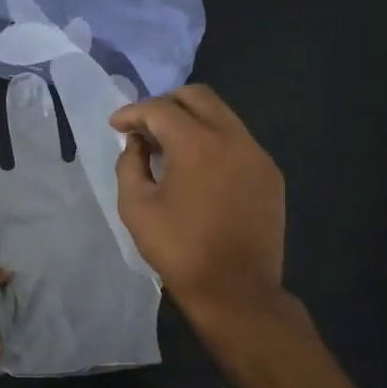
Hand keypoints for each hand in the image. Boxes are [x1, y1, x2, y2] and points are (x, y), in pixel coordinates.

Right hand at [110, 85, 286, 327]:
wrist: (236, 290)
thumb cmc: (179, 250)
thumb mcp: (136, 207)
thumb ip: (130, 164)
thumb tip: (137, 143)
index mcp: (196, 144)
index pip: (160, 109)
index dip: (132, 113)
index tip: (116, 126)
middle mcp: (232, 138)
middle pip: (197, 96)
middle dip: (165, 104)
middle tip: (144, 126)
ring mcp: (256, 154)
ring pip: (222, 115)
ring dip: (191, 120)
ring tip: (169, 147)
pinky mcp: (270, 173)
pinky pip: (238, 139)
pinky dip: (213, 140)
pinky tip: (199, 168)